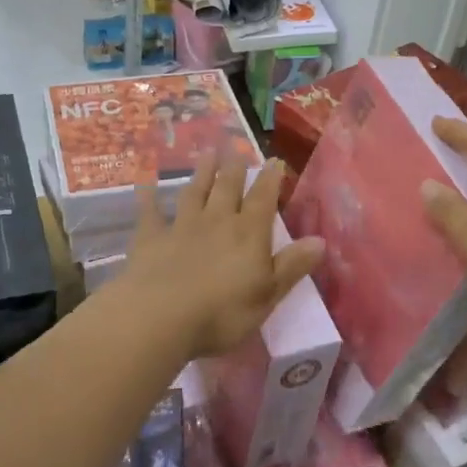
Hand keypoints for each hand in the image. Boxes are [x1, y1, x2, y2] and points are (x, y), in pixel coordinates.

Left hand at [125, 155, 323, 360]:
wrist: (159, 317)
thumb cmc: (222, 313)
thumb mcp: (267, 295)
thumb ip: (292, 266)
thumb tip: (321, 240)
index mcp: (248, 234)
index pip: (263, 200)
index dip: (270, 180)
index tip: (275, 161)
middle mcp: (217, 221)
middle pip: (228, 188)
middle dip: (234, 169)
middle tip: (237, 149)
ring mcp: (181, 227)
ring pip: (195, 192)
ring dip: (202, 173)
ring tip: (207, 153)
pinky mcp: (150, 239)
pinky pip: (150, 212)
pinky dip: (149, 196)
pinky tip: (146, 183)